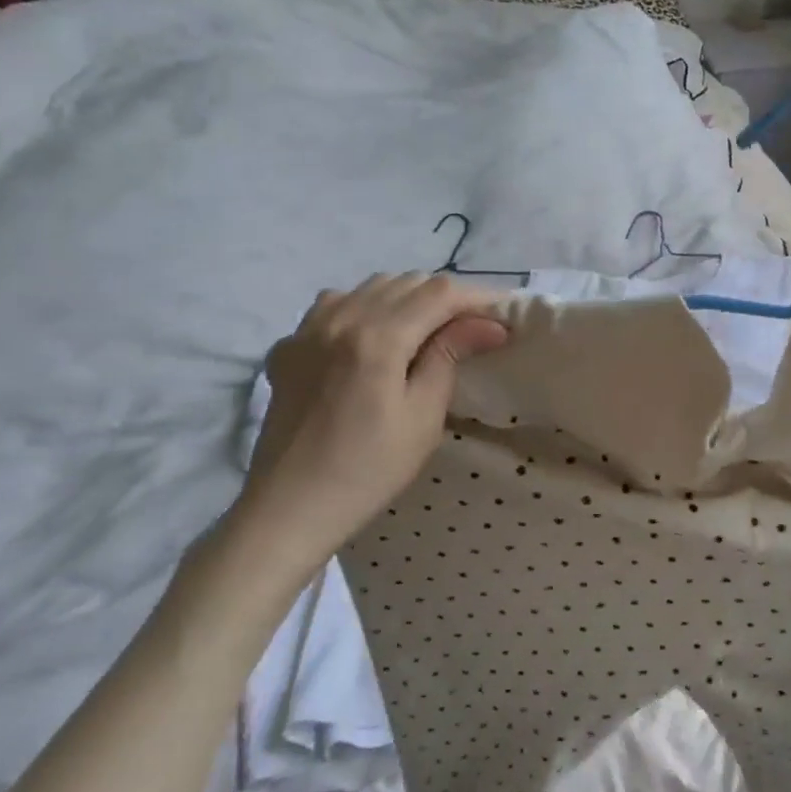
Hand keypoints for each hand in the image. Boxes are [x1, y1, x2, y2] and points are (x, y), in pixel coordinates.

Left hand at [228, 274, 509, 576]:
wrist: (289, 508)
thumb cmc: (368, 469)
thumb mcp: (423, 416)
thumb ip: (449, 357)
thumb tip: (487, 324)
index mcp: (378, 337)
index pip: (439, 293)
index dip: (477, 298)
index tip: (501, 317)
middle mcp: (340, 318)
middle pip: (406, 282)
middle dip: (445, 297)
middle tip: (472, 327)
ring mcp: (307, 330)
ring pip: (369, 287)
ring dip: (406, 298)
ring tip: (427, 328)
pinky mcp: (288, 347)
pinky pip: (334, 305)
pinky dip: (363, 307)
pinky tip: (372, 336)